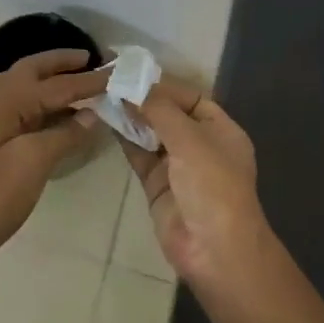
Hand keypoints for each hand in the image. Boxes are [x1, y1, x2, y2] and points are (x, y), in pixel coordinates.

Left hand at [0, 49, 109, 264]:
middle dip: (64, 62)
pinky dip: (48, 102)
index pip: (60, 84)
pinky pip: (28, 107)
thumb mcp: (35, 159)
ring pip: (30, 86)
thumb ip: (66, 133)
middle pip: (37, 70)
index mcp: (10, 98)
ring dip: (55, 79)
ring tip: (84, 77)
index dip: (91, 80)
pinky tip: (66, 112)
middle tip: (93, 58)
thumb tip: (94, 113)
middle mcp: (0, 98)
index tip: (120, 70)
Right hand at [119, 77, 268, 285]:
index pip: (191, 97)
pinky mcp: (157, 185)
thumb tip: (133, 86)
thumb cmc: (213, 186)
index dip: (164, 85)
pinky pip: (139, 155)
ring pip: (151, 134)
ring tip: (103, 95)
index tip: (132, 72)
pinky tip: (106, 121)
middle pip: (169, 114)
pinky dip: (125, 139)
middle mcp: (201, 145)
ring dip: (131, 116)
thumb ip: (160, 110)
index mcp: (221, 130)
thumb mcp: (191, 140)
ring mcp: (178, 166)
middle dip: (144, 99)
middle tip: (110, 80)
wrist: (214, 250)